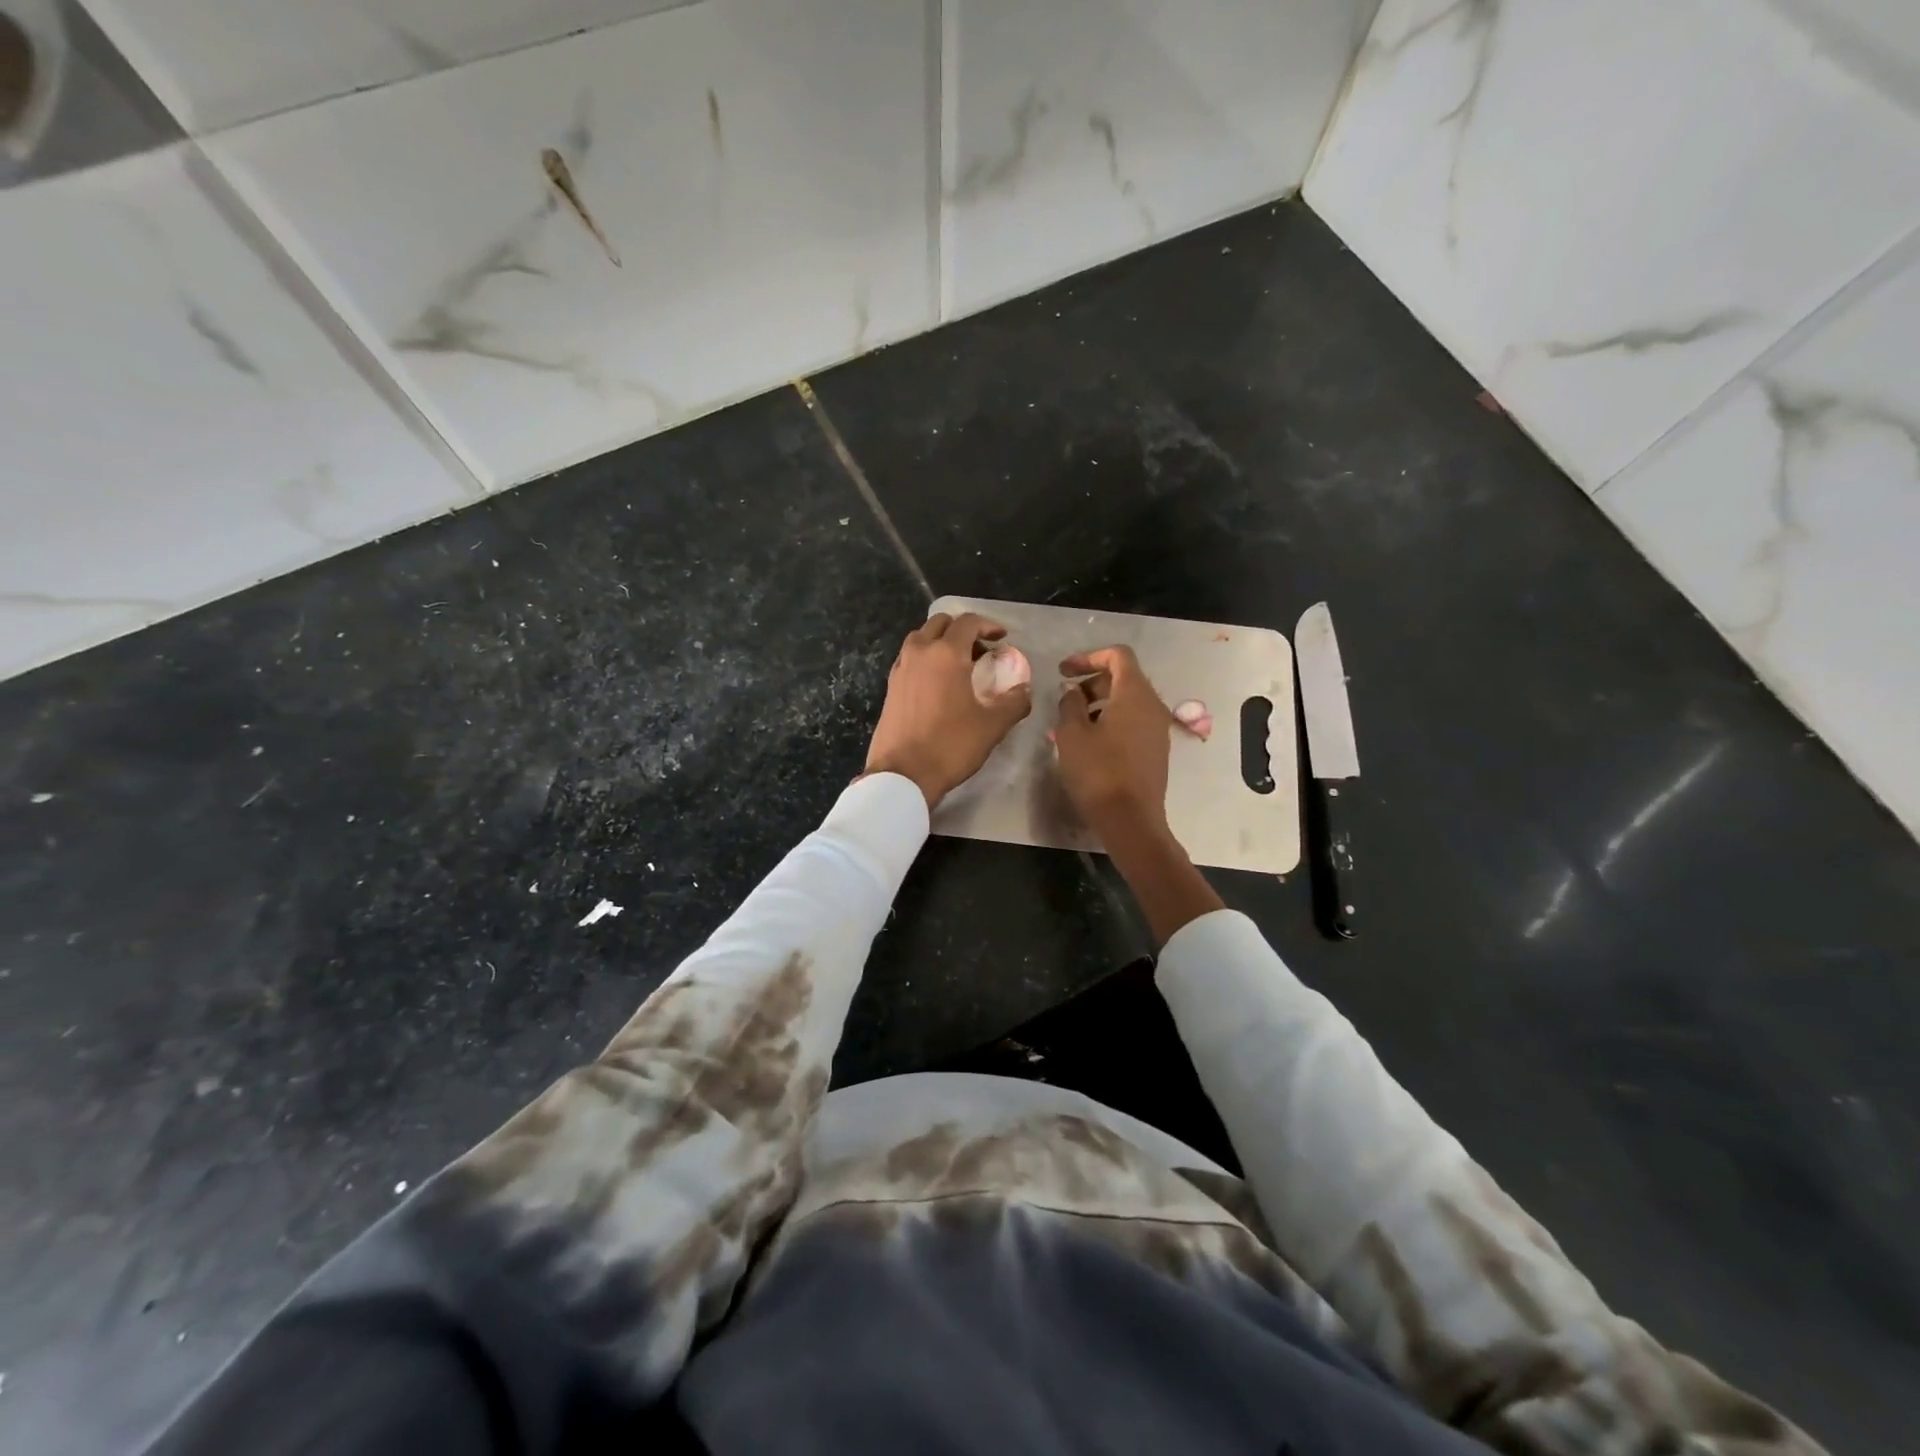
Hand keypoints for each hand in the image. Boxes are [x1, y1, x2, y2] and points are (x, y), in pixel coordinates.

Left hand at [864, 613, 1031, 808]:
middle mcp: (919, 652)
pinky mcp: (890, 687)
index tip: (1002, 638)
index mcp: (946, 654)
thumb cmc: (950, 745)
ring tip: (959, 665)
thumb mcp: (992, 726)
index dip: (988, 625)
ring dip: (941, 642)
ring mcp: (900, 668)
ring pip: (921, 639)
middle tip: (981, 650)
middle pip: (940, 624)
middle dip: (962, 630)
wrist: (903, 774)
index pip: (967, 622)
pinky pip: (910, 659)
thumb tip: (1024, 689)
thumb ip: (1014, 702)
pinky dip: (926, 659)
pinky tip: (938, 683)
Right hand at [1052, 645, 1173, 838]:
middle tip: (1065, 698)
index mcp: (1135, 693)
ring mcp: (1158, 729)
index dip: (1088, 656)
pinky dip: (1111, 720)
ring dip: (1100, 703)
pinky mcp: (1156, 749)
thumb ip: (1070, 703)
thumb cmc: (1098, 771)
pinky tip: (1089, 741)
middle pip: (1124, 677)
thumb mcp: (1072, 734)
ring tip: (1072, 722)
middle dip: (1092, 681)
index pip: (1118, 655)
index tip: (1063, 671)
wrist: (1130, 819)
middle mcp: (1153, 705)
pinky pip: (1133, 721)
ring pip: (1128, 701)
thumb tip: (1073, 692)